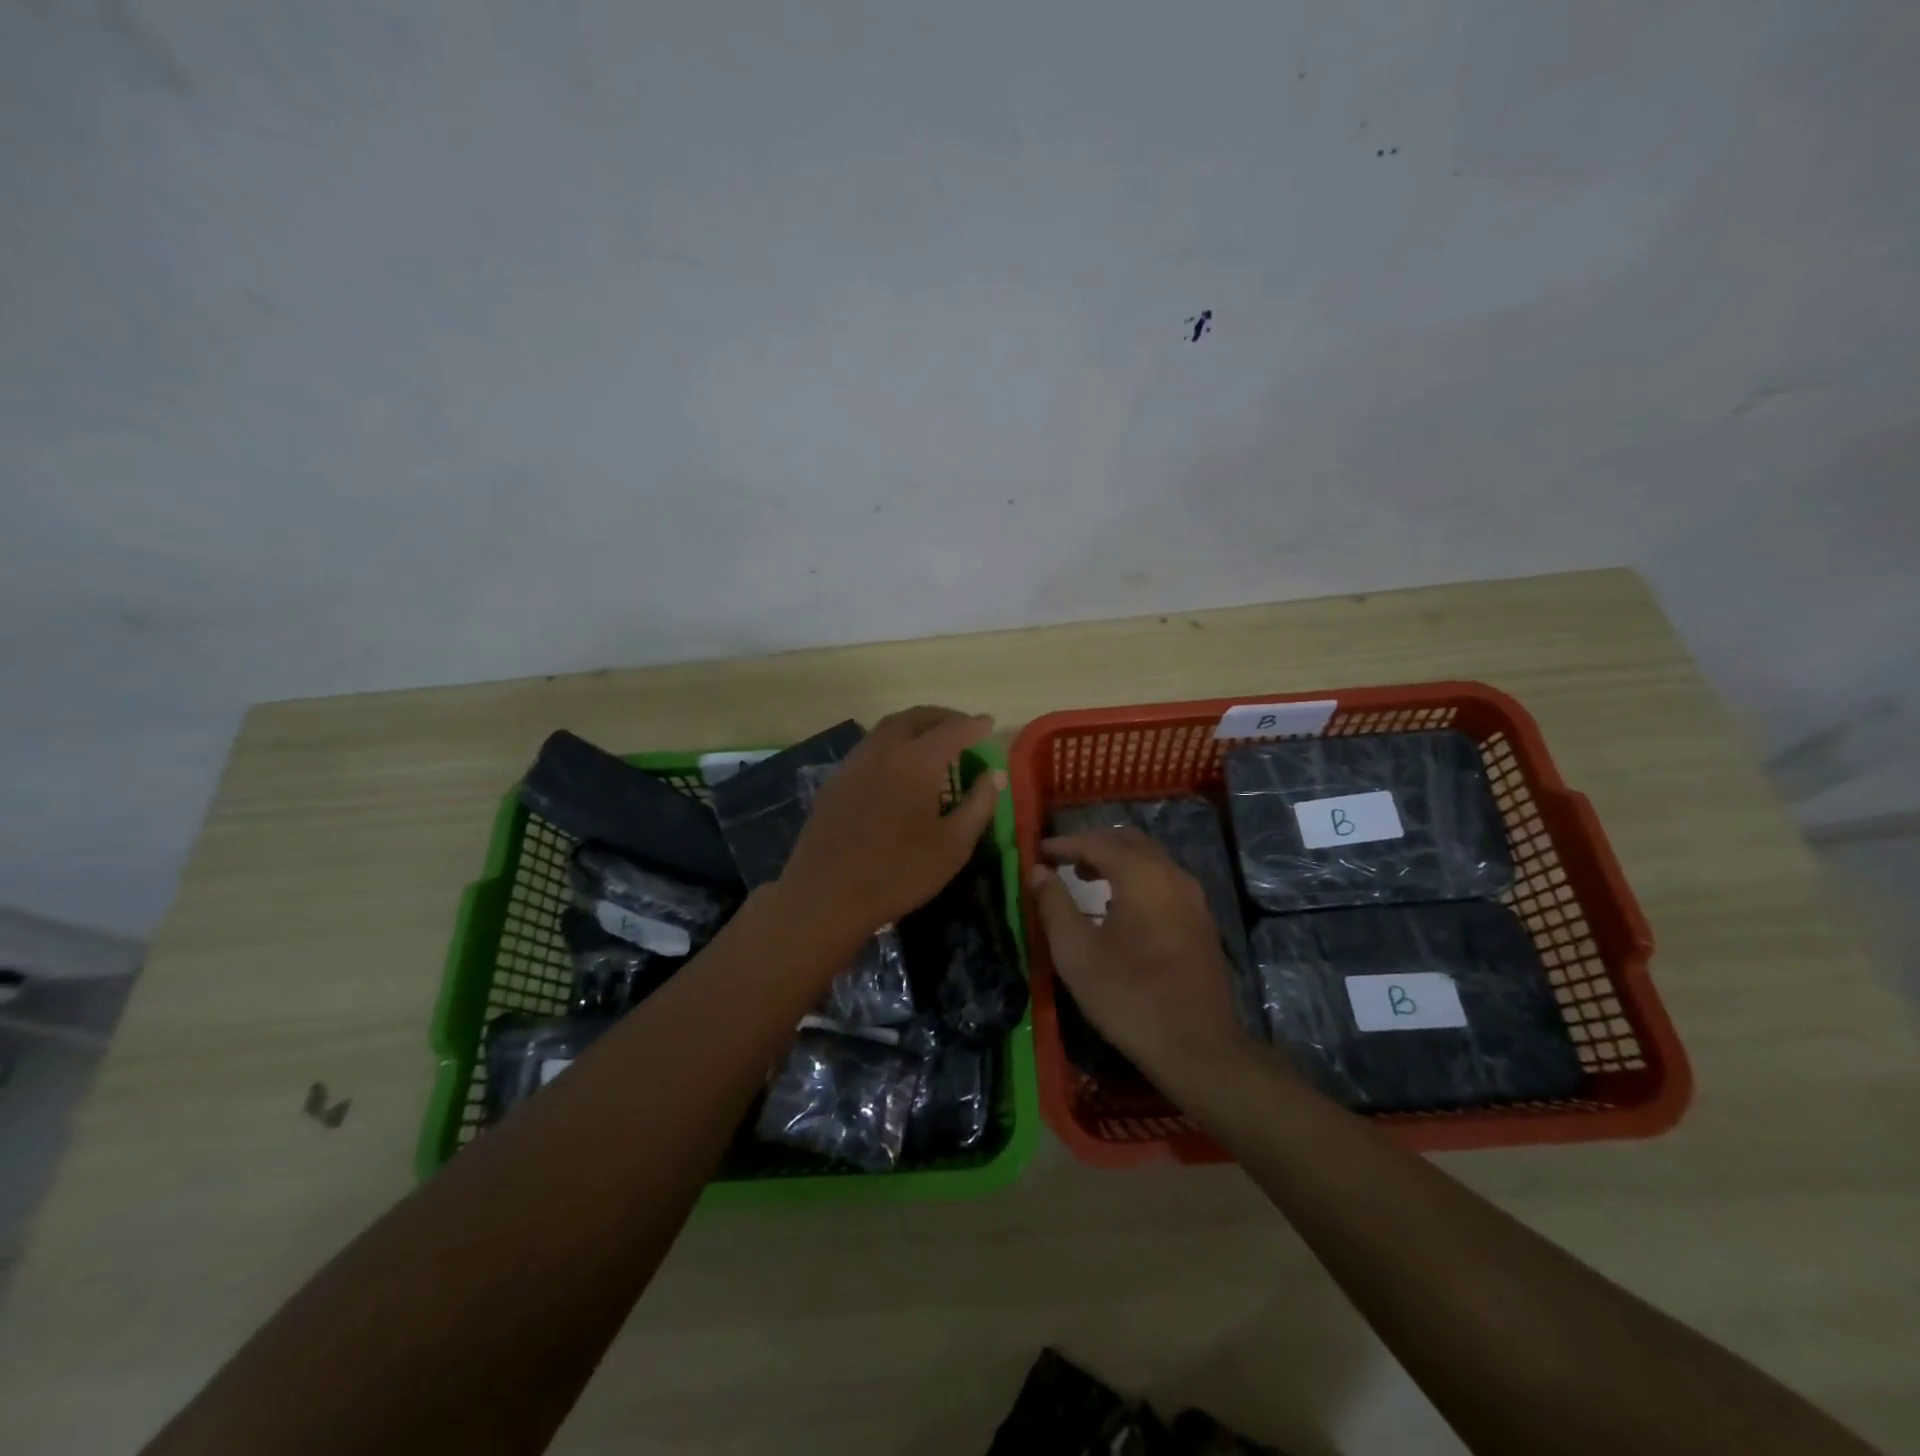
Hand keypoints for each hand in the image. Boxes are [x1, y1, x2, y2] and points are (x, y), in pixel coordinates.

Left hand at [779, 706, 1003, 941]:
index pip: (953, 730)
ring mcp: (853, 763)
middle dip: (943, 716)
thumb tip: (994, 775)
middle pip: (916, 717)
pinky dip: (891, 743)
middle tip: (962, 726)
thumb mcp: (953, 846)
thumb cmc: (899, 873)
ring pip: (888, 728)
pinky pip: (868, 747)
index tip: (990, 723)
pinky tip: (897, 766)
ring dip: (915, 725)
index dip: (974, 725)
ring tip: (932, 741)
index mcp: (916, 761)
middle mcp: (883, 750)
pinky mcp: (835, 780)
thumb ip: (978, 805)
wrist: (827, 896)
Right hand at [1028, 828, 1248, 1078]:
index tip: (1039, 851)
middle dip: (1093, 844)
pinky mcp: (1201, 922)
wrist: (1197, 1047)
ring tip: (1085, 879)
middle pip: (1129, 841)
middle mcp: (1172, 875)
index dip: (1065, 843)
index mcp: (1143, 875)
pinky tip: (1118, 907)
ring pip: (1150, 860)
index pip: (1098, 841)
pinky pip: (1163, 881)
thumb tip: (1038, 871)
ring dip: (1116, 860)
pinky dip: (1136, 879)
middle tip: (1062, 861)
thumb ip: (1054, 904)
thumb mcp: (1076, 952)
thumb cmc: (1128, 996)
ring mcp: (1193, 898)